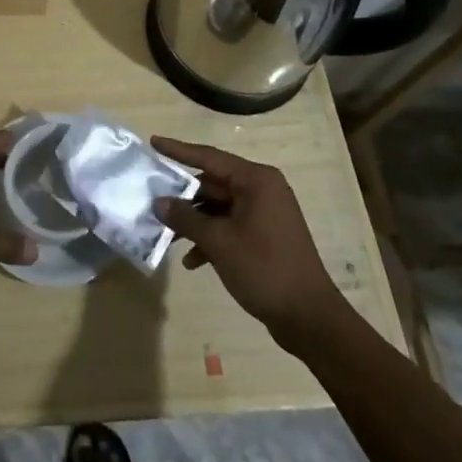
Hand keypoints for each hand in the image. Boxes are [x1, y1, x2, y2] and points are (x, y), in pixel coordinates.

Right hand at [152, 136, 344, 345]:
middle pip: (212, 184)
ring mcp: (265, 214)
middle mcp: (262, 190)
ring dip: (194, 222)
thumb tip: (158, 202)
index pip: (209, 157)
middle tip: (151, 197)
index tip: (154, 142)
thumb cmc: (265, 269)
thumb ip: (186, 218)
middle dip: (183, 196)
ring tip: (166, 235)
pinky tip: (192, 261)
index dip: (178, 151)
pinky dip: (211, 238)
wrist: (310, 319)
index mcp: (256, 181)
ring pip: (219, 207)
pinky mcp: (265, 237)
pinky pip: (230, 226)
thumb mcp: (219, 242)